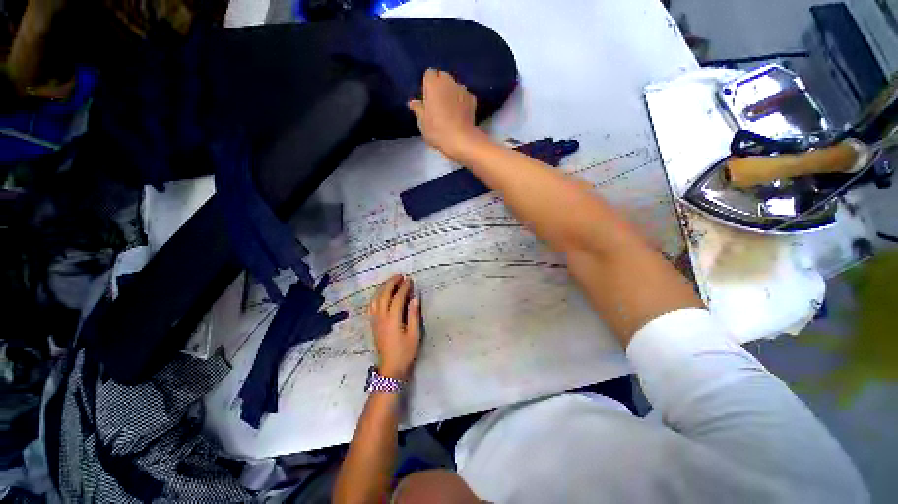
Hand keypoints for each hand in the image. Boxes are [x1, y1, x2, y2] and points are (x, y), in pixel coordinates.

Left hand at [368, 274, 420, 380]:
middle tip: (399, 275)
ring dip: (383, 288)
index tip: (409, 279)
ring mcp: (375, 321)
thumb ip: (414, 315)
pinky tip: (381, 295)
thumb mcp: (414, 334)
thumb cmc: (405, 352)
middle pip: (384, 295)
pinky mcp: (373, 325)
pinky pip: (372, 306)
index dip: (404, 287)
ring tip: (391, 281)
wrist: (390, 369)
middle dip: (391, 283)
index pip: (397, 298)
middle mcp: (381, 317)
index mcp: (392, 319)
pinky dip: (376, 297)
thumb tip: (415, 298)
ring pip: (376, 299)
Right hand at [408, 68, 485, 160]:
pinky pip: (464, 96)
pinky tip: (460, 114)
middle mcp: (448, 81)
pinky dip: (462, 101)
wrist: (461, 139)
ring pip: (454, 86)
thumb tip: (413, 103)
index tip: (427, 98)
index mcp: (433, 84)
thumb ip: (418, 110)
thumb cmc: (438, 130)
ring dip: (452, 93)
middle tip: (437, 104)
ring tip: (450, 109)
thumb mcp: (422, 123)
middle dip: (440, 86)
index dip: (428, 85)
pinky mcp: (472, 99)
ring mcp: (462, 89)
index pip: (429, 74)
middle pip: (443, 77)